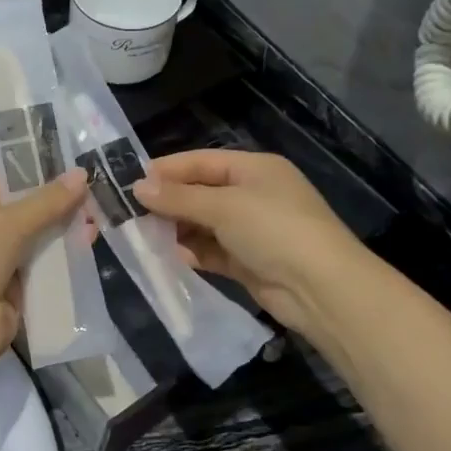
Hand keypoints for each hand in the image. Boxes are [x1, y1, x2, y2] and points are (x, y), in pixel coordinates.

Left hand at [0, 171, 88, 397]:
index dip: (36, 177)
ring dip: (64, 237)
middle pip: (23, 218)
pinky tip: (88, 254)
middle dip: (57, 209)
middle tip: (95, 198)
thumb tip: (81, 174)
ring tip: (99, 223)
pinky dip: (62, 268)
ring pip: (35, 248)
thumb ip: (45, 202)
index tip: (73, 170)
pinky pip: (41, 278)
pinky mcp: (13, 301)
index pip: (2, 187)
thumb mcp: (4, 223)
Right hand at [133, 149, 364, 343]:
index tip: (131, 180)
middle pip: (201, 192)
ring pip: (204, 223)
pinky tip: (170, 257)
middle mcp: (253, 195)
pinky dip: (193, 252)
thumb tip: (138, 187)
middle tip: (130, 212)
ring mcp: (252, 230)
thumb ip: (179, 197)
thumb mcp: (224, 206)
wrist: (320, 288)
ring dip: (177, 229)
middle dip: (169, 202)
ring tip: (143, 235)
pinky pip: (212, 251)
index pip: (202, 161)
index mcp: (254, 169)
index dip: (168, 169)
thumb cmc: (274, 230)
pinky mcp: (248, 261)